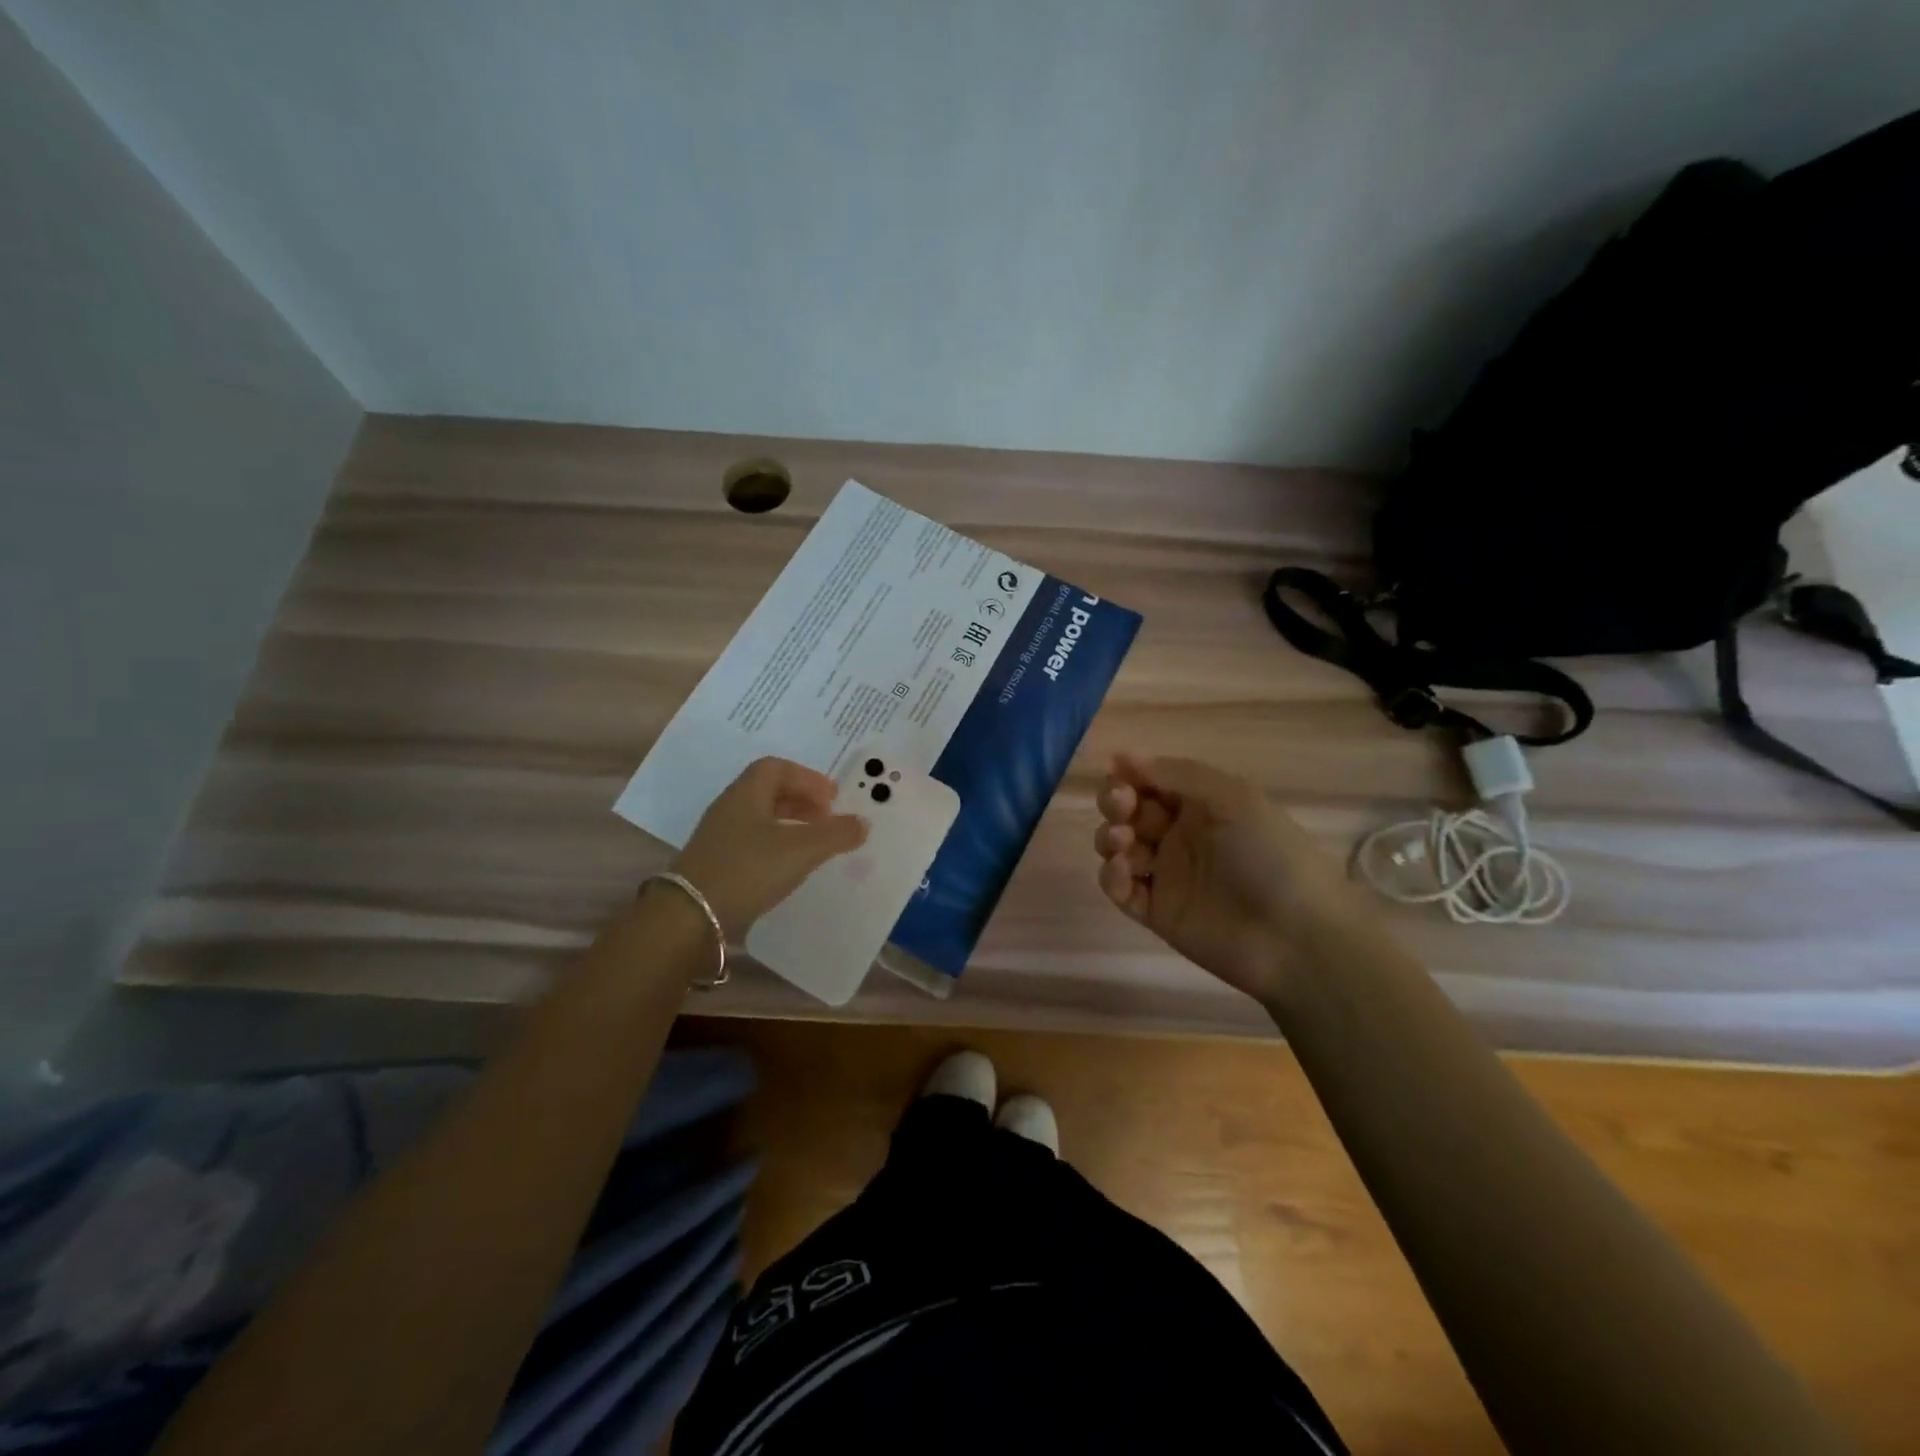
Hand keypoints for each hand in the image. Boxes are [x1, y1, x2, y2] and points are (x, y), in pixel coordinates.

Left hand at [667, 757, 868, 939]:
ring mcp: (718, 837)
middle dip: (801, 800)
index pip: (776, 768)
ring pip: (760, 817)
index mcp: (746, 793)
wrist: (689, 918)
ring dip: (789, 823)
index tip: (831, 798)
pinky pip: (751, 841)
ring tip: (813, 844)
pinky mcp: (715, 863)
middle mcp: (730, 808)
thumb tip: (863, 822)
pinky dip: (776, 845)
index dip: (807, 778)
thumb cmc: (748, 870)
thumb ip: (836, 834)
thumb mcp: (801, 850)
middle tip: (827, 818)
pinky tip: (788, 867)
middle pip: (768, 790)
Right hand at [1093, 753, 1342, 999]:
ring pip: (1118, 848)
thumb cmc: (1269, 855)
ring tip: (1124, 843)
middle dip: (1116, 803)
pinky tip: (1123, 871)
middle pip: (1128, 811)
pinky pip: (1120, 889)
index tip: (1117, 773)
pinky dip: (1112, 877)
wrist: (1295, 936)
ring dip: (1110, 837)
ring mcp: (1166, 875)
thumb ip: (1177, 774)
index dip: (1129, 775)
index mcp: (1200, 804)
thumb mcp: (1232, 798)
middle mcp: (1180, 835)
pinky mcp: (1156, 912)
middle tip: (1122, 807)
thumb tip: (1122, 756)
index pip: (1151, 781)